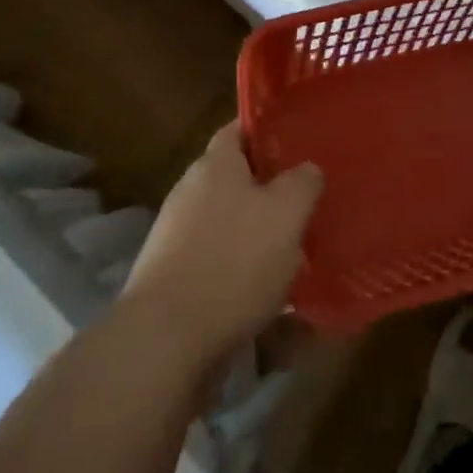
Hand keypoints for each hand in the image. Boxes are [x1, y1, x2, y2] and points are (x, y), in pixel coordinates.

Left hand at [120, 122, 322, 365]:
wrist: (166, 342)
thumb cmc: (233, 262)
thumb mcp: (287, 213)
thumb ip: (302, 183)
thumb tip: (307, 169)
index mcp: (215, 165)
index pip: (239, 129)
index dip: (268, 131)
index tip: (299, 142)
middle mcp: (190, 192)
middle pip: (235, 178)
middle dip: (269, 188)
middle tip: (307, 200)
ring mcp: (176, 237)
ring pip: (228, 221)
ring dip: (258, 233)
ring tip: (296, 250)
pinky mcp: (173, 278)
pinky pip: (217, 260)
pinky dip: (241, 269)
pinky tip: (267, 290)